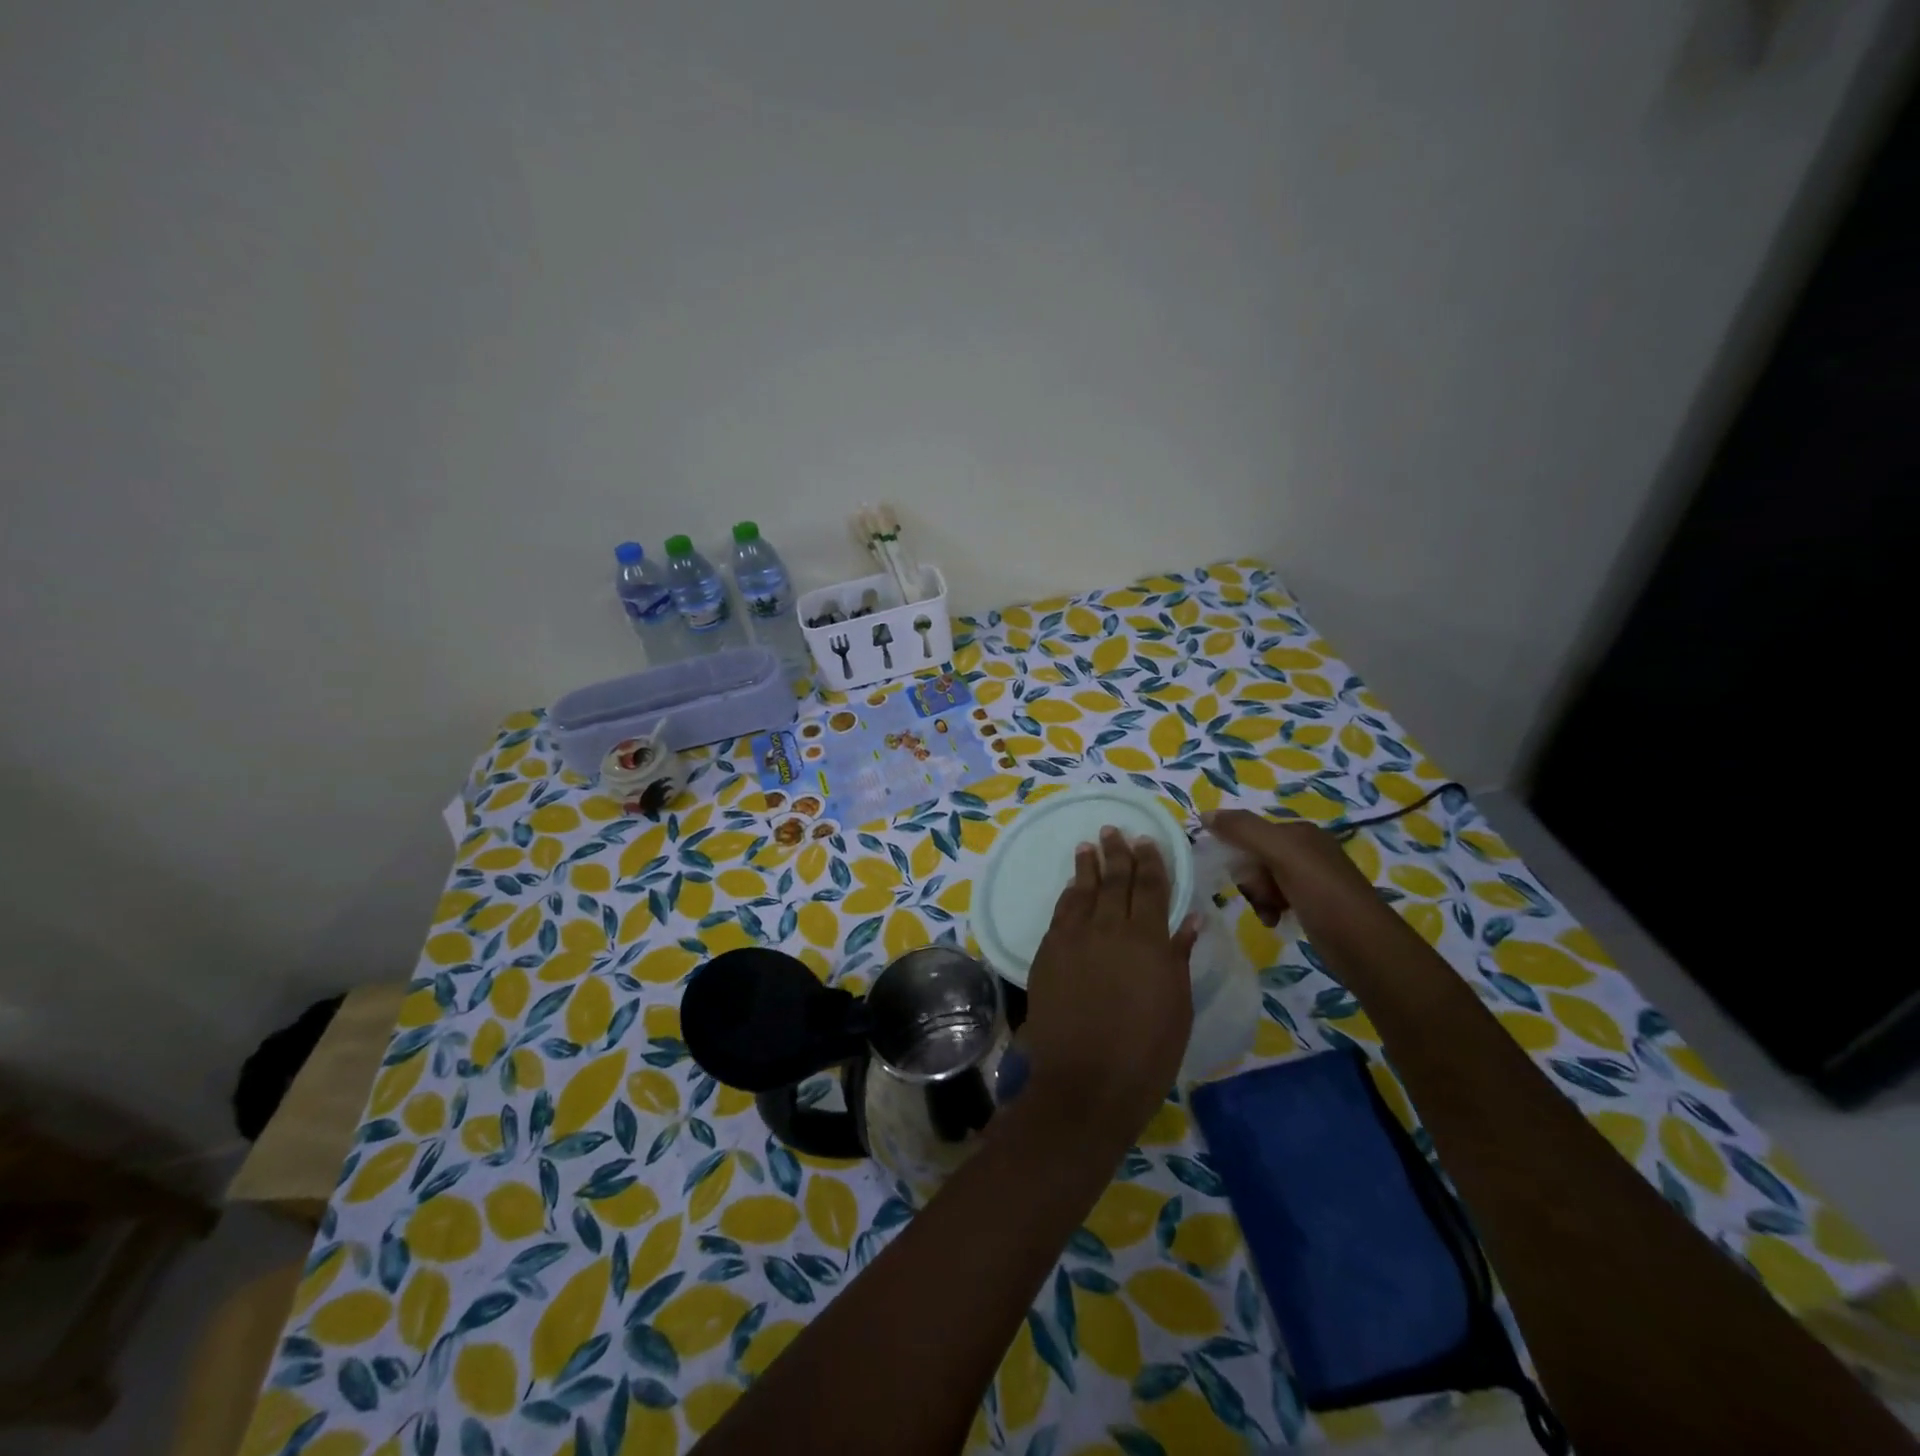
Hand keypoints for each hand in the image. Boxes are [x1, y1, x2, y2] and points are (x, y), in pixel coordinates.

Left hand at [1020, 827, 1198, 1144]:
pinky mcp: (1048, 953)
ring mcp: (1074, 939)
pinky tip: (1071, 887)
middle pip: (1115, 881)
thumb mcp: (1177, 1005)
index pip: (1151, 888)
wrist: (1086, 1081)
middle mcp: (1110, 929)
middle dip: (1117, 854)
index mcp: (1148, 940)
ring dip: (1088, 867)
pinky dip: (1068, 896)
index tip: (1147, 841)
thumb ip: (1179, 956)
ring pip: (1083, 891)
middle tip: (1115, 831)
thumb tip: (1189, 919)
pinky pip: (1061, 914)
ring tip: (1090, 846)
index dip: (1150, 862)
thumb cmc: (1146, 1051)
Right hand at [1201, 810, 1381, 927]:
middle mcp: (1306, 850)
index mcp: (1300, 832)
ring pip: (1263, 880)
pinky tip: (1274, 921)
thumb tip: (1205, 814)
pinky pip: (1276, 898)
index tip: (1238, 875)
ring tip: (1269, 913)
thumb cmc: (1323, 894)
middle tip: (1261, 896)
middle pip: (1254, 857)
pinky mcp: (1313, 904)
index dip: (1237, 853)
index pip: (1250, 832)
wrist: (1366, 946)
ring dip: (1258, 897)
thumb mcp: (1282, 854)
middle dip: (1251, 879)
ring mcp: (1311, 878)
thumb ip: (1243, 830)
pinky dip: (1270, 909)